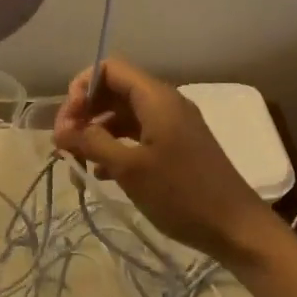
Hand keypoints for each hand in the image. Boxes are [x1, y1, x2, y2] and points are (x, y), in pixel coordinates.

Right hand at [52, 57, 277, 264]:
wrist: (235, 227)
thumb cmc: (181, 193)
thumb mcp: (130, 168)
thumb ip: (92, 143)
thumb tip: (60, 130)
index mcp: (156, 97)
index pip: (109, 69)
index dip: (82, 87)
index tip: (67, 121)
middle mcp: (164, 103)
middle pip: (114, 90)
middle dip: (85, 112)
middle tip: (65, 144)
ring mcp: (172, 125)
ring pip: (124, 115)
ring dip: (97, 132)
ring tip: (77, 162)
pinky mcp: (176, 147)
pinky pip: (138, 134)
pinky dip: (116, 146)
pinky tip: (100, 174)